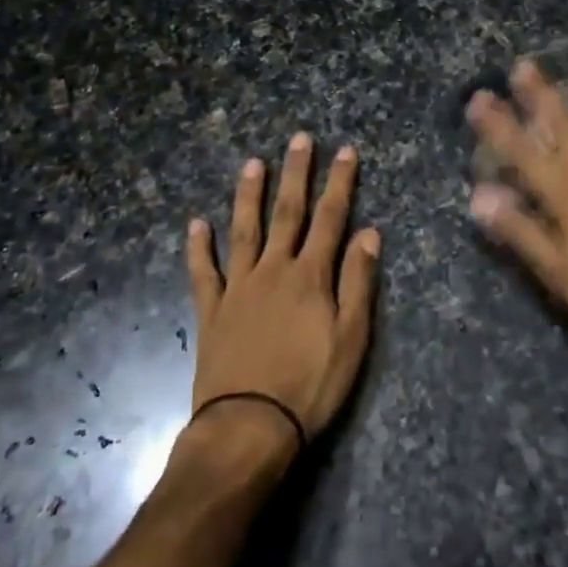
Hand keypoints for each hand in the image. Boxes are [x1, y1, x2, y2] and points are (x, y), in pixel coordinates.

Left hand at [185, 134, 380, 457]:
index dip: (339, 182)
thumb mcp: (352, 338)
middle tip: (299, 138)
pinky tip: (196, 224)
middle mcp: (274, 270)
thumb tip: (370, 233)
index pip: (330, 218)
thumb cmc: (310, 385)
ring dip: (249, 195)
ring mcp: (239, 288)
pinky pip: (204, 273)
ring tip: (252, 163)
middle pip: (287, 213)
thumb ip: (358, 282)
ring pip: (244, 230)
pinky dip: (199, 248)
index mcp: (311, 276)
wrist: (249, 428)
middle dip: (296, 173)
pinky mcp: (212, 312)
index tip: (345, 150)